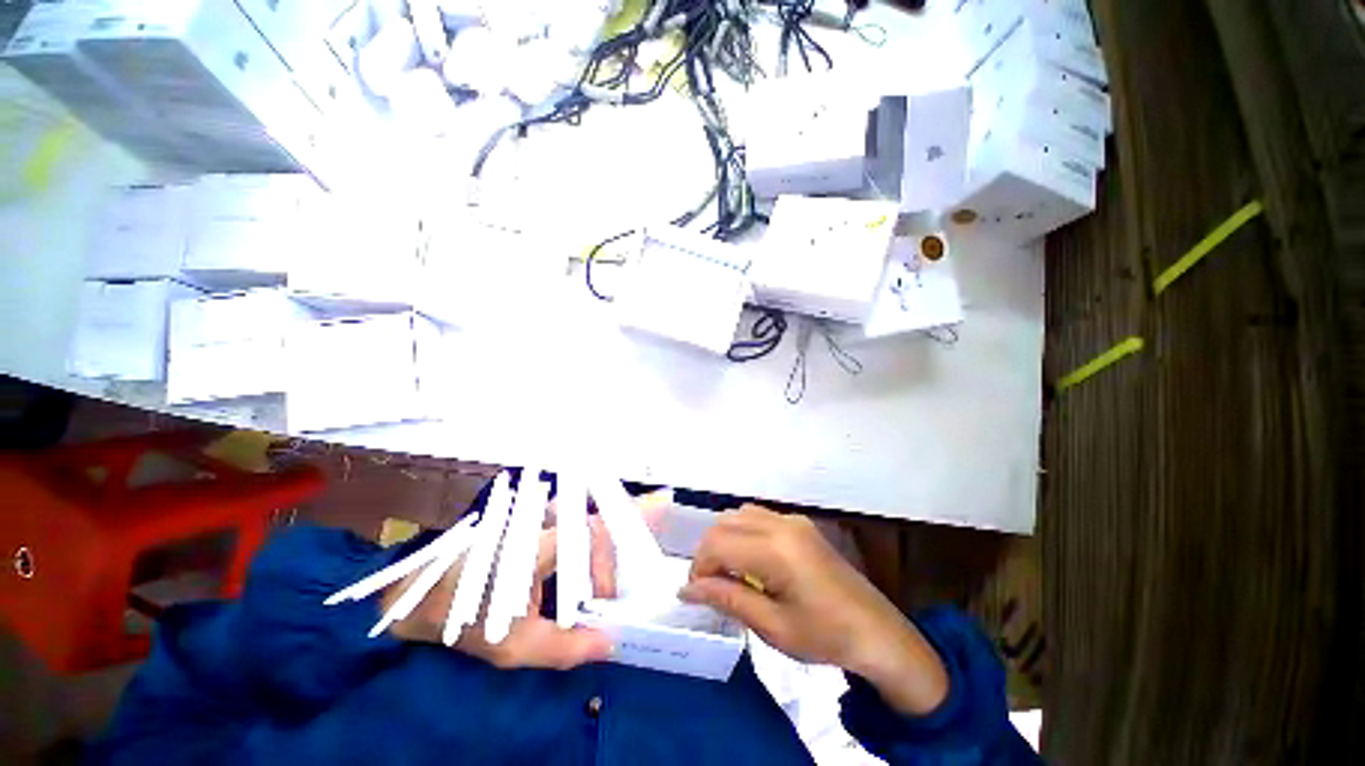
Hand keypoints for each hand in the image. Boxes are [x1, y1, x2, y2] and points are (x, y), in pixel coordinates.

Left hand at [382, 489, 671, 669]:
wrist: (422, 594)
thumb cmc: (464, 618)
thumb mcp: (514, 645)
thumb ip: (566, 647)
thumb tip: (612, 643)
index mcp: (536, 544)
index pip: (592, 534)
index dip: (614, 551)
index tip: (615, 589)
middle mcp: (541, 520)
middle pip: (595, 523)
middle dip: (609, 557)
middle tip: (604, 597)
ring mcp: (535, 515)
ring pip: (584, 516)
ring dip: (603, 540)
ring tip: (601, 576)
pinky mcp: (532, 519)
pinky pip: (571, 518)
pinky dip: (590, 533)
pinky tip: (587, 559)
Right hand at [679, 505, 948, 715]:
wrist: (878, 633)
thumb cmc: (825, 637)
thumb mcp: (772, 626)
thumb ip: (727, 598)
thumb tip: (686, 588)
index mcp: (776, 549)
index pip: (717, 544)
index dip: (699, 567)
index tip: (696, 593)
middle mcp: (781, 524)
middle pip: (724, 524)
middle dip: (707, 552)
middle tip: (710, 586)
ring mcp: (792, 520)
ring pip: (738, 515)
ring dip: (724, 539)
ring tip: (727, 573)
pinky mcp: (800, 523)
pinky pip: (757, 516)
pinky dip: (741, 532)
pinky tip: (750, 559)